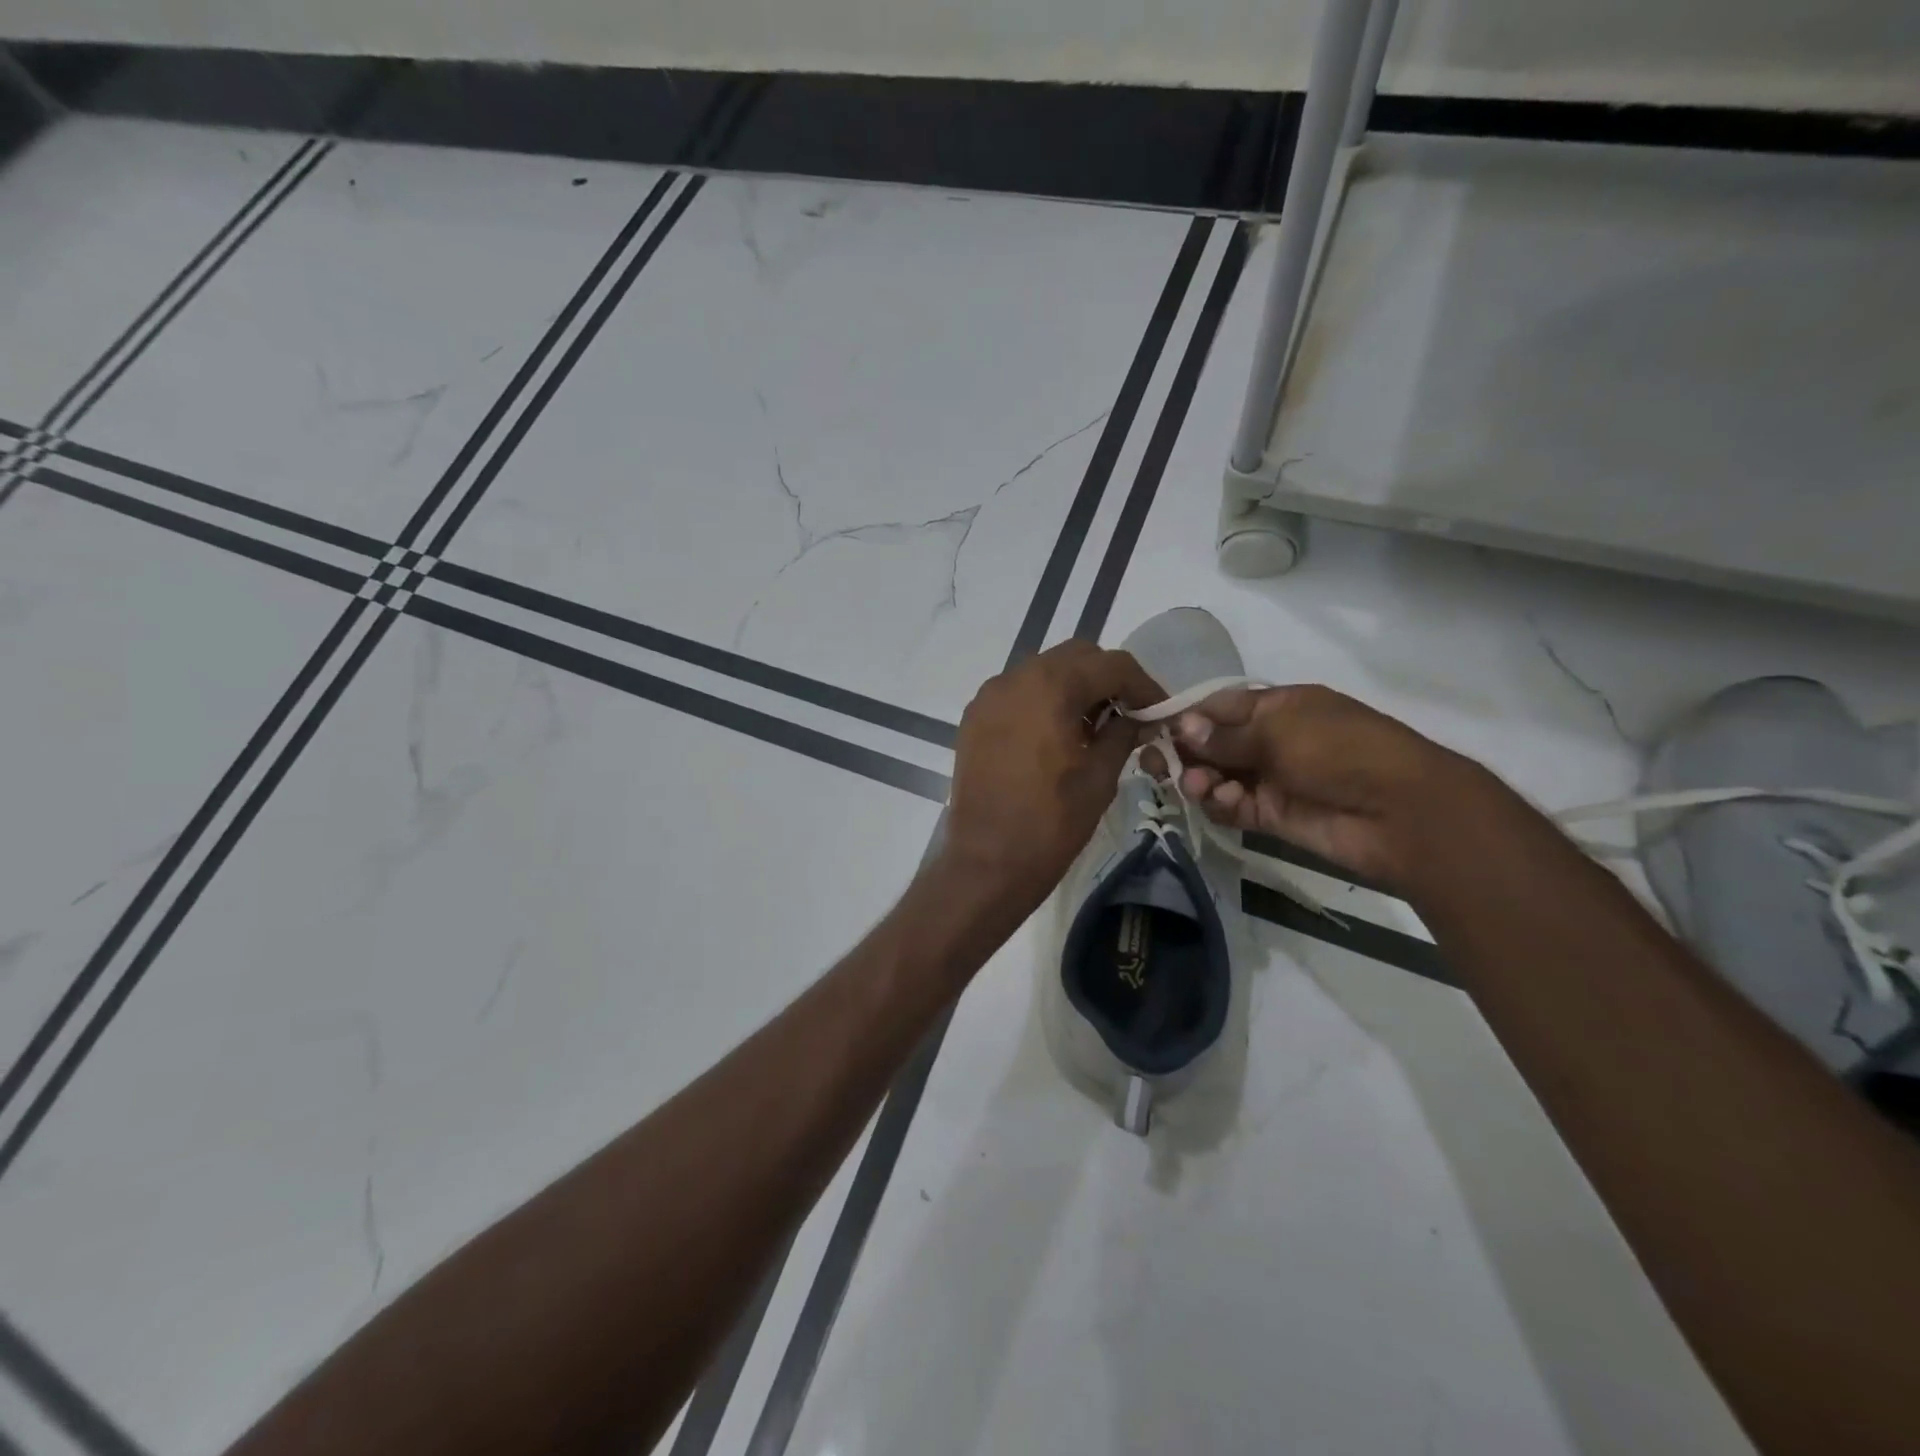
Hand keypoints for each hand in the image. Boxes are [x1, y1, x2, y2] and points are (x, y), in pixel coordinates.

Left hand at [939, 640, 1164, 912]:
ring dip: (1074, 689)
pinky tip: (1057, 737)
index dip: (1143, 685)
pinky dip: (1043, 702)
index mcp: (1049, 686)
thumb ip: (1123, 734)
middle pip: (1074, 658)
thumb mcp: (1099, 777)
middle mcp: (1014, 678)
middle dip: (1107, 680)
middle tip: (1128, 716)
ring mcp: (988, 697)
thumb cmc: (1050, 823)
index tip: (1159, 711)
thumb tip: (1139, 718)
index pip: (1110, 664)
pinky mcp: (974, 719)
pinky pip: (1018, 694)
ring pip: (1043, 672)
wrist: (986, 863)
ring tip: (1092, 730)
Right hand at [1170, 684, 1492, 890]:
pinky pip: (1233, 807)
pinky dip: (1222, 804)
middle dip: (1184, 753)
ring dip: (1200, 780)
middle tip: (1158, 766)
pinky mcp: (1273, 816)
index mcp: (1277, 707)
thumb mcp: (1279, 730)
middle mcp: (1270, 740)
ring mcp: (1271, 779)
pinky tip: (1226, 802)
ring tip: (1198, 787)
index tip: (1150, 730)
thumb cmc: (1339, 750)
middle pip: (1212, 744)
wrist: (1400, 813)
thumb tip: (1180, 726)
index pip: (1218, 708)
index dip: (1185, 717)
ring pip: (1217, 777)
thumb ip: (1225, 735)